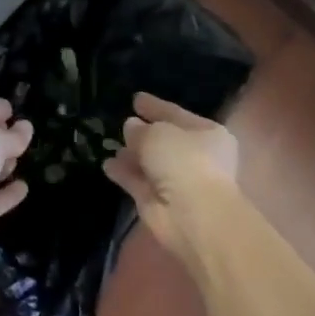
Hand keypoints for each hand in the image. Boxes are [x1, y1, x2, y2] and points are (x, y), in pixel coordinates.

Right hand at [104, 92, 238, 261]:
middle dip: (143, 133)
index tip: (136, 99)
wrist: (194, 216)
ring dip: (132, 155)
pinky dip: (124, 174)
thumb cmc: (185, 162)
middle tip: (123, 124)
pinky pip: (138, 182)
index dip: (156, 107)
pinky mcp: (159, 204)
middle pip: (165, 141)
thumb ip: (141, 130)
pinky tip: (107, 164)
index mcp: (207, 134)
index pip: (176, 114)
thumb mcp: (158, 134)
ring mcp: (178, 182)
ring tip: (111, 144)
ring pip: (150, 163)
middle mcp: (196, 157)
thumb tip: (131, 127)